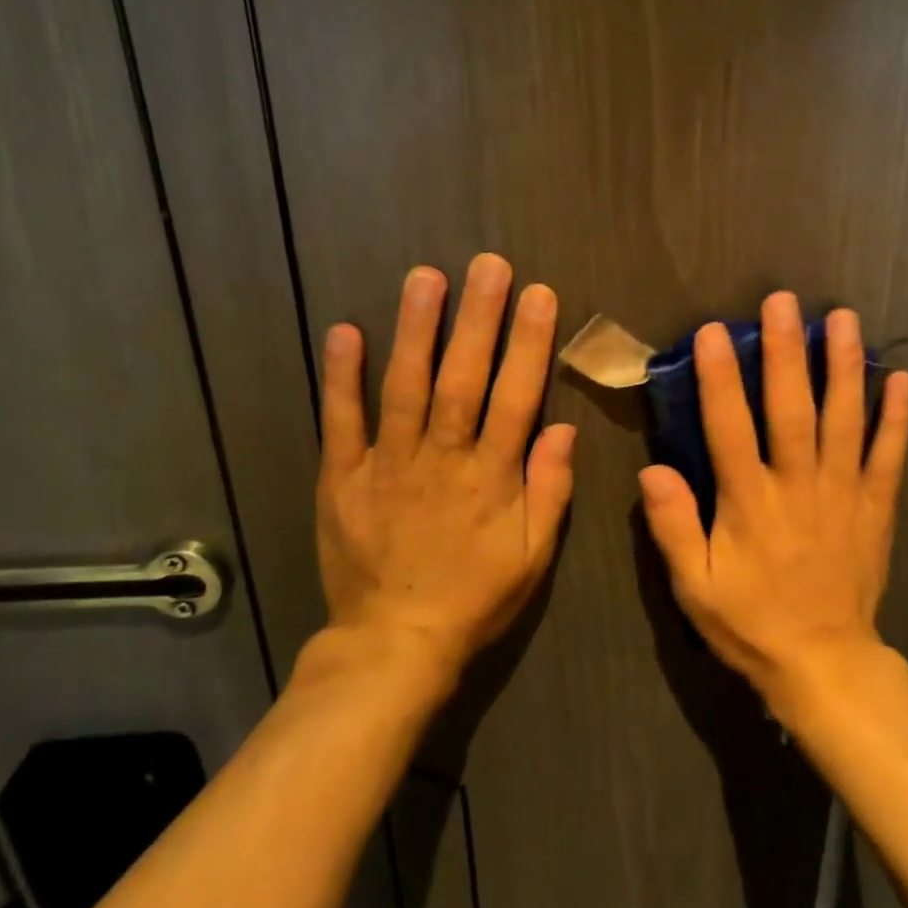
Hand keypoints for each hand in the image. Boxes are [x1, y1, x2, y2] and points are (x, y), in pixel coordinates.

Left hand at [310, 253, 575, 686]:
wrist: (395, 643)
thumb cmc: (475, 597)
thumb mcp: (533, 555)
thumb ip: (551, 490)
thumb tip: (565, 428)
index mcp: (492, 477)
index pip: (517, 397)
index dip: (529, 344)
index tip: (538, 295)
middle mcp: (442, 459)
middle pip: (463, 379)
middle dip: (478, 318)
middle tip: (488, 264)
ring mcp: (388, 464)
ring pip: (405, 387)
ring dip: (416, 330)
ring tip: (426, 277)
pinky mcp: (343, 477)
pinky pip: (341, 422)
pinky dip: (341, 377)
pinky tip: (345, 331)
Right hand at [637, 293, 907, 703]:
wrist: (824, 662)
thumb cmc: (751, 622)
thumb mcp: (694, 586)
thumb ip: (673, 526)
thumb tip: (652, 470)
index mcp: (750, 502)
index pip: (730, 427)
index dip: (720, 377)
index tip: (714, 331)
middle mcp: (798, 485)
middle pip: (793, 408)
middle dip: (787, 351)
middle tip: (784, 301)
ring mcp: (843, 491)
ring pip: (845, 419)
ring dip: (844, 366)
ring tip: (844, 318)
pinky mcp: (876, 505)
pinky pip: (889, 454)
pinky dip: (897, 416)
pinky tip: (902, 377)